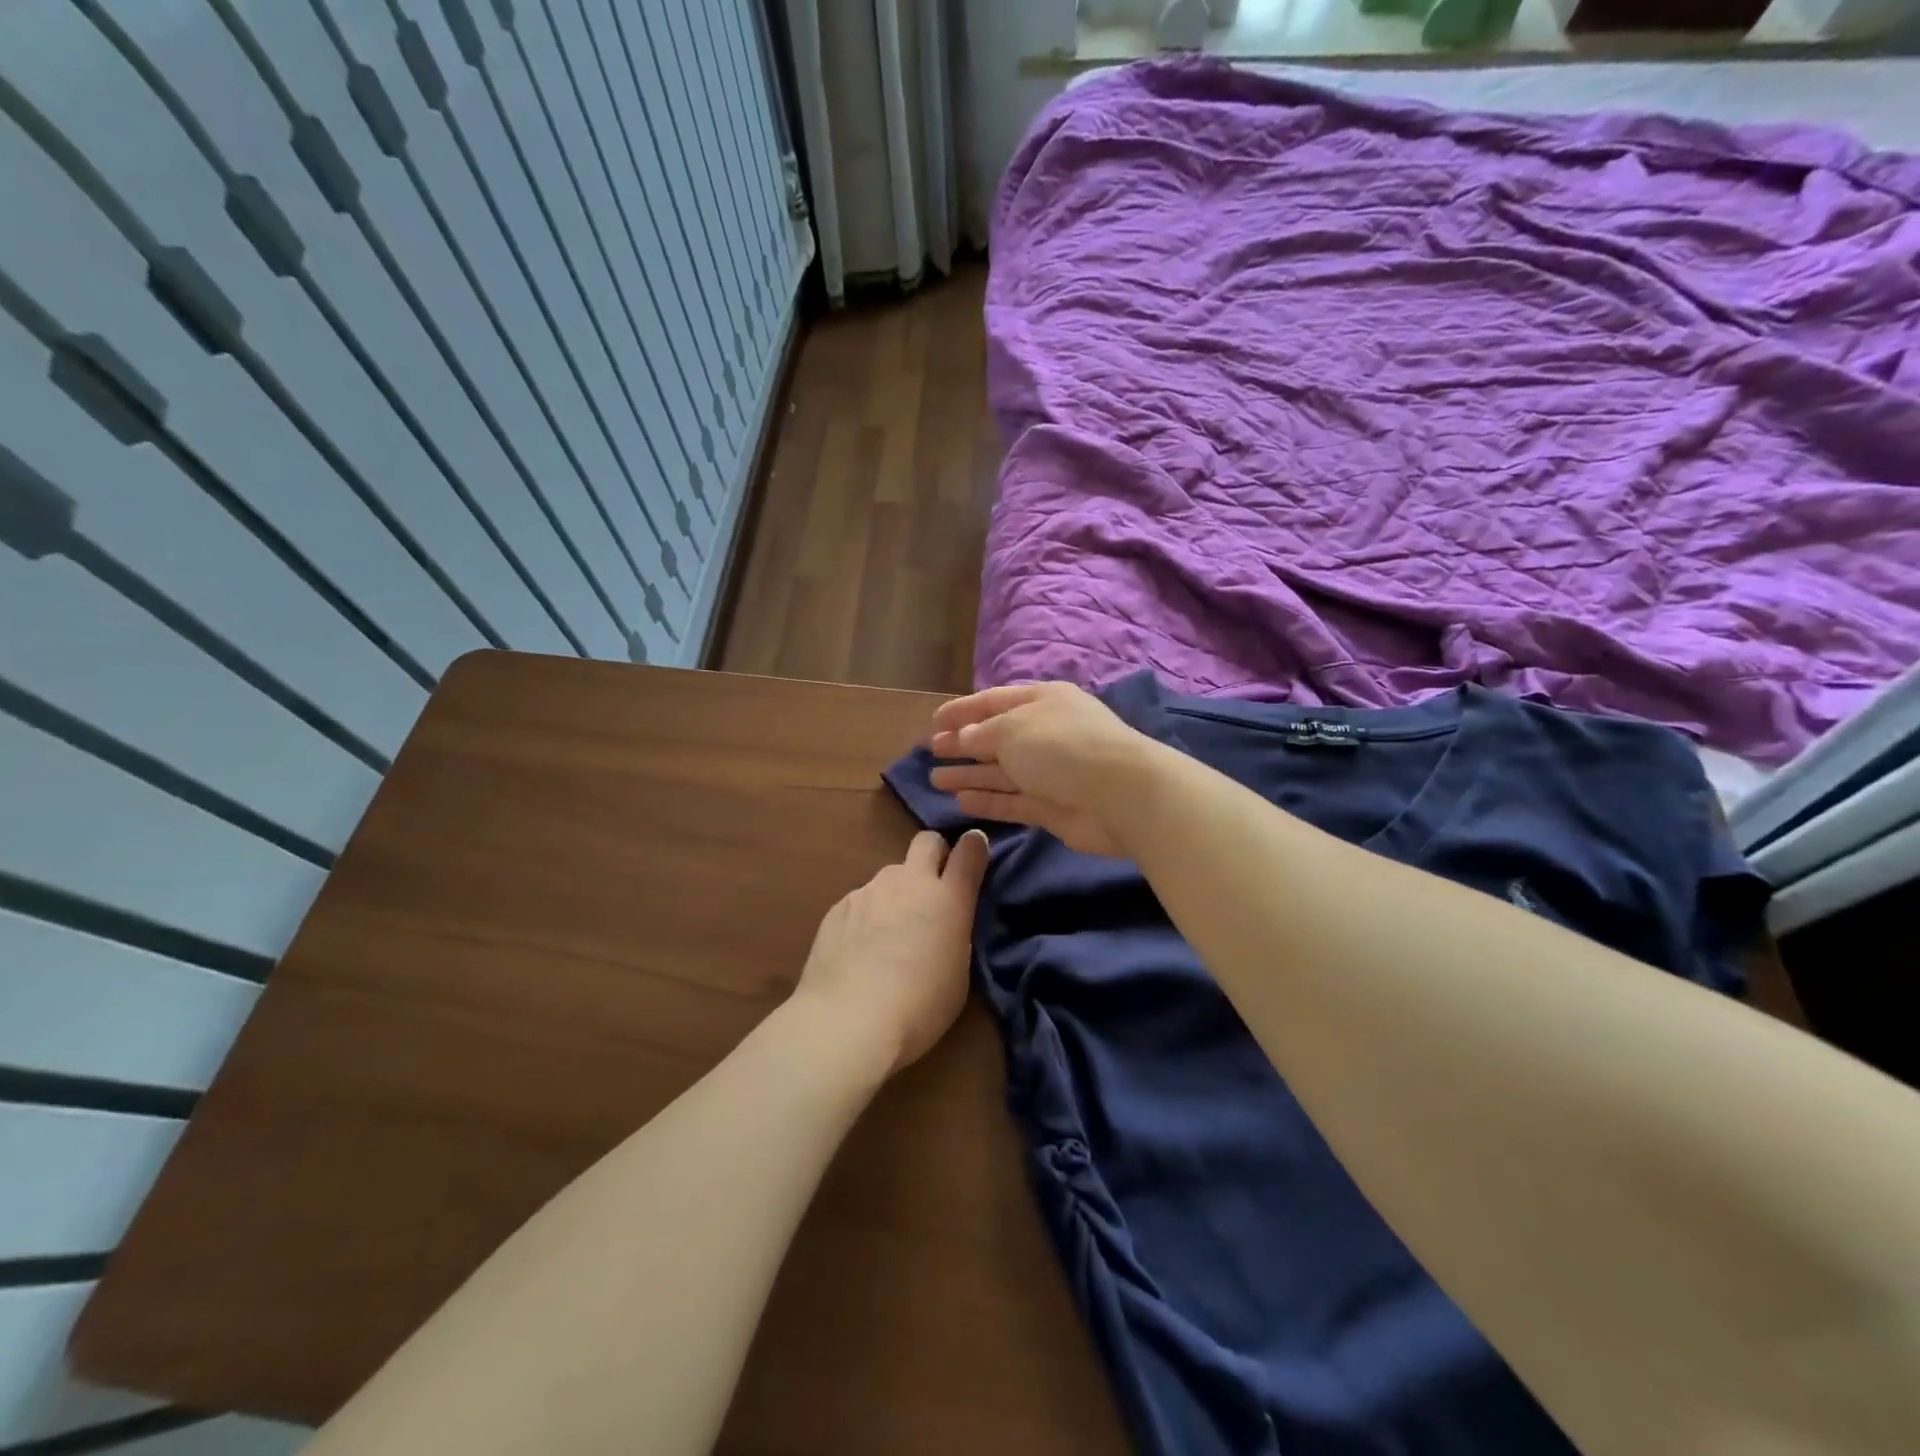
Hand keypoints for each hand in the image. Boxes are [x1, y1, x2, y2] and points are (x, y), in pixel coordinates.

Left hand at [793, 829, 989, 1075]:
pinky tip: (859, 951)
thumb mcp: (957, 974)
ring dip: (896, 894)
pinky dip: (867, 916)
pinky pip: (861, 900)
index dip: (974, 847)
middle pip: (926, 842)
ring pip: (890, 876)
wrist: (848, 1020)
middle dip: (934, 854)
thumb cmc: (918, 1006)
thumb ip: (953, 933)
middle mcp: (908, 882)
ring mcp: (869, 890)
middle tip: (932, 889)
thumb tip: (944, 922)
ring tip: (888, 936)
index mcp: (947, 898)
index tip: (975, 852)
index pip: (969, 852)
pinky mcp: (838, 906)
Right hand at [926, 682, 1159, 856]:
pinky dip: (988, 800)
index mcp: (1042, 701)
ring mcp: (1050, 772)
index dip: (962, 710)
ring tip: (935, 780)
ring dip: (969, 775)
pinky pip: (1013, 800)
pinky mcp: (1052, 807)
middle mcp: (1046, 733)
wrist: (1119, 793)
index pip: (994, 701)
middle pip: (996, 737)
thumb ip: (982, 734)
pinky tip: (960, 802)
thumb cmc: (1061, 746)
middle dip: (963, 744)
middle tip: (931, 752)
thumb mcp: (1012, 729)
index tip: (933, 722)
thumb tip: (963, 737)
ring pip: (1001, 772)